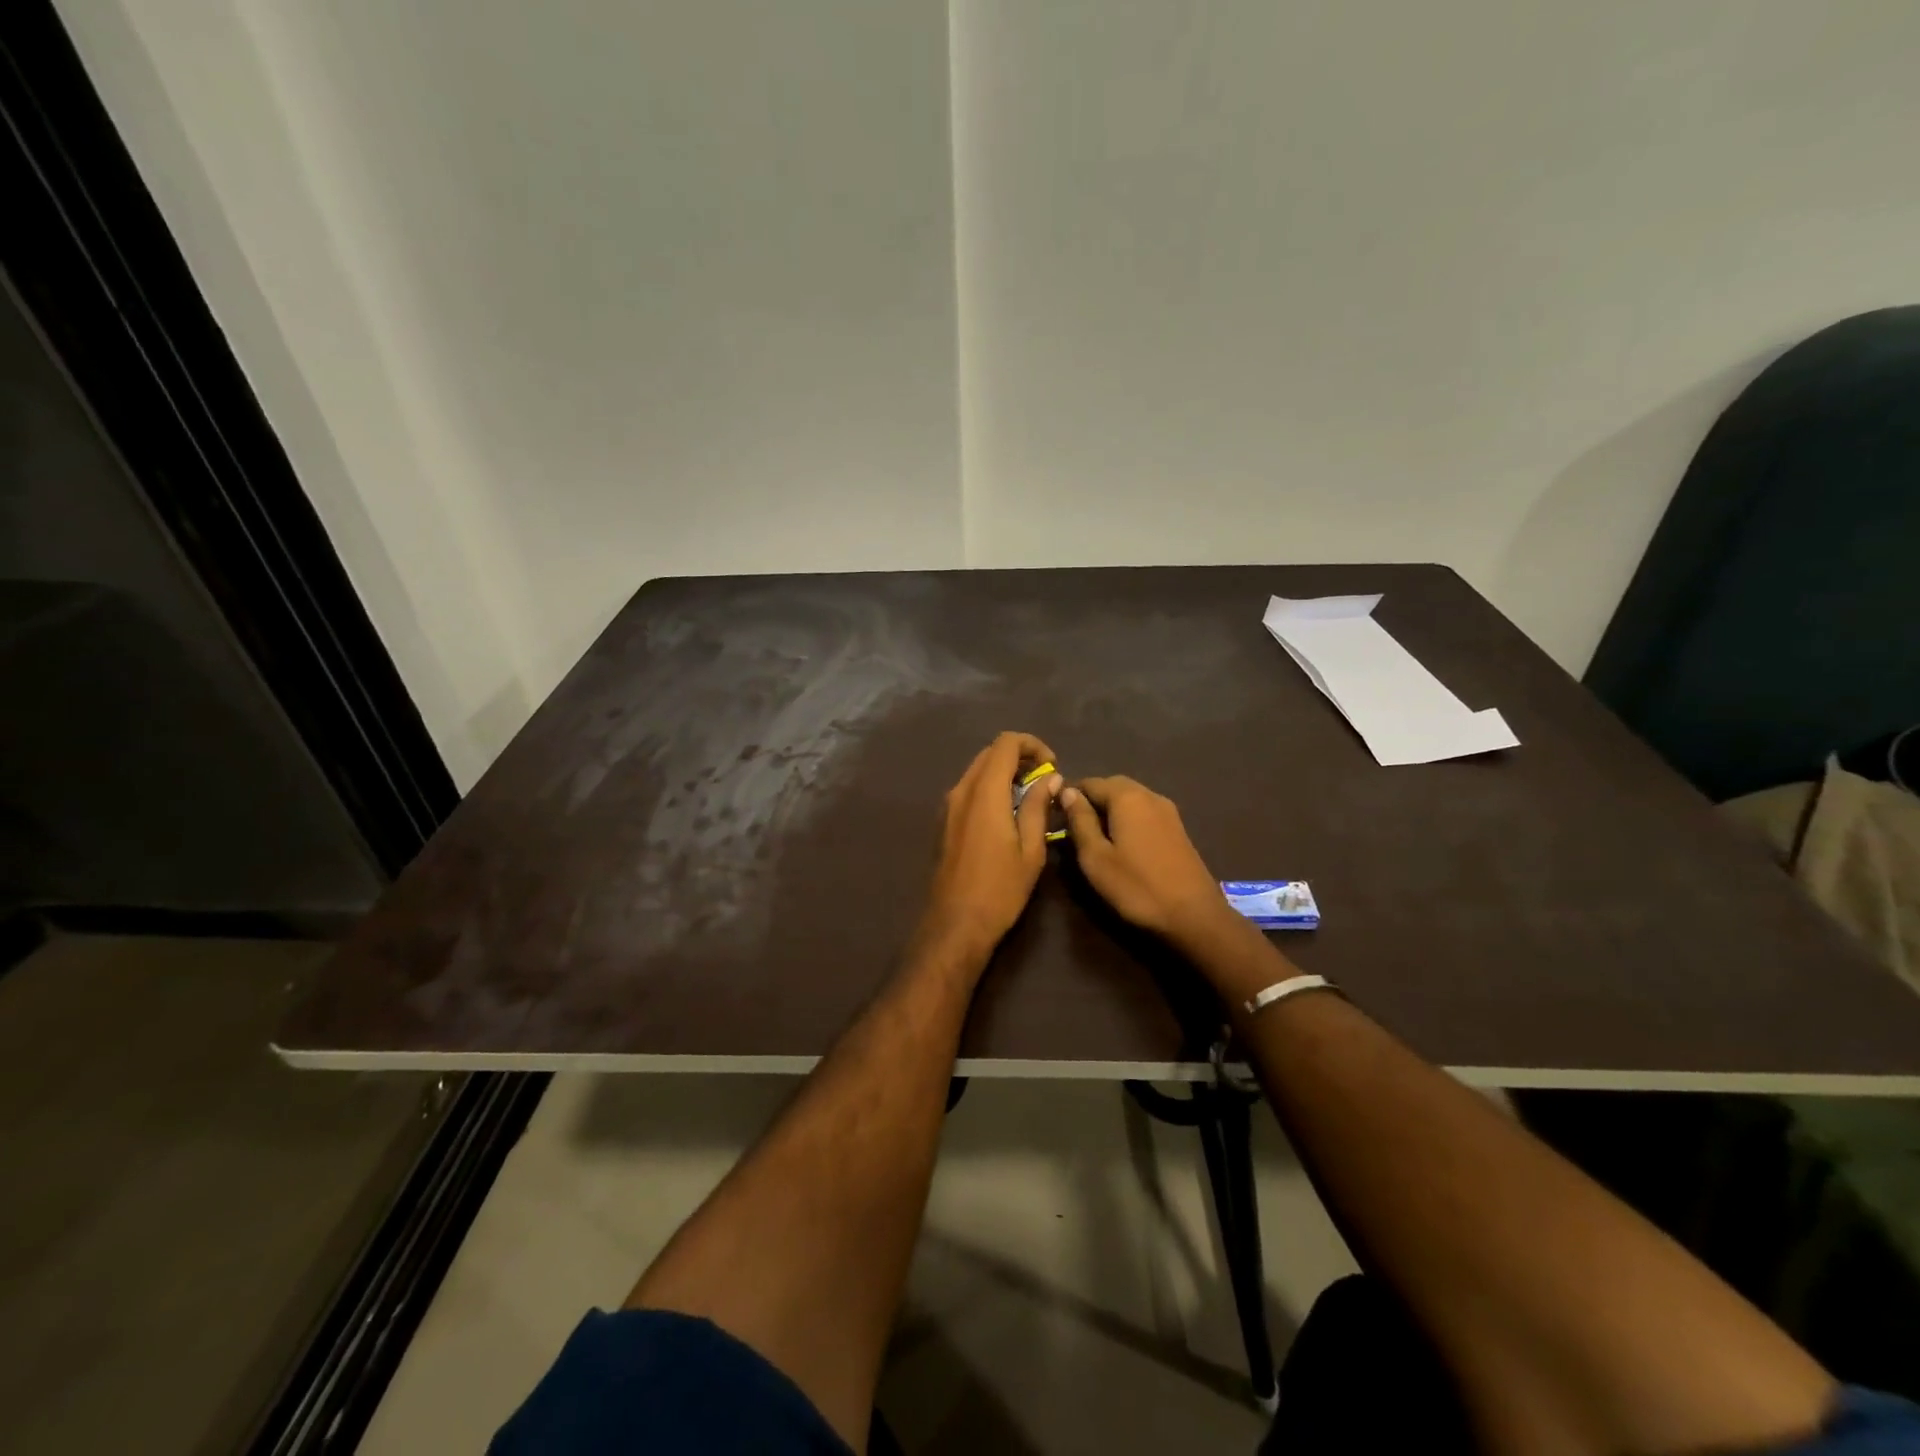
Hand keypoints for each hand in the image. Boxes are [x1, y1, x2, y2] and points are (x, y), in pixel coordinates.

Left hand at [922, 732, 1060, 958]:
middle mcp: (962, 791)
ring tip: (1030, 796)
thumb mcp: (1030, 849)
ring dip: (1004, 772)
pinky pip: (969, 789)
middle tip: (1044, 779)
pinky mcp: (945, 821)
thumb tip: (1050, 778)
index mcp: (984, 793)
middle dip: (1019, 757)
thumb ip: (1038, 807)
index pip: (1005, 743)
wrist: (955, 923)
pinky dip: (990, 787)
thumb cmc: (999, 889)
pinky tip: (1008, 812)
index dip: (1032, 745)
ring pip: (977, 770)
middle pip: (989, 753)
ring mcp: (949, 806)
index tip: (1052, 766)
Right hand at [1058, 776, 1240, 953]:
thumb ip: (1080, 820)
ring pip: (1130, 798)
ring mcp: (1167, 810)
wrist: (1193, 915)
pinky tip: (1122, 843)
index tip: (1055, 817)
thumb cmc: (1136, 887)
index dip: (1069, 796)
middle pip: (1112, 786)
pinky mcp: (1177, 827)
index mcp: (1126, 797)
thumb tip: (1067, 792)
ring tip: (1095, 837)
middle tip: (1074, 827)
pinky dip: (1128, 819)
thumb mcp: (1096, 857)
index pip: (1089, 782)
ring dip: (1110, 810)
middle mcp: (1149, 794)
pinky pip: (1144, 811)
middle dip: (1091, 801)